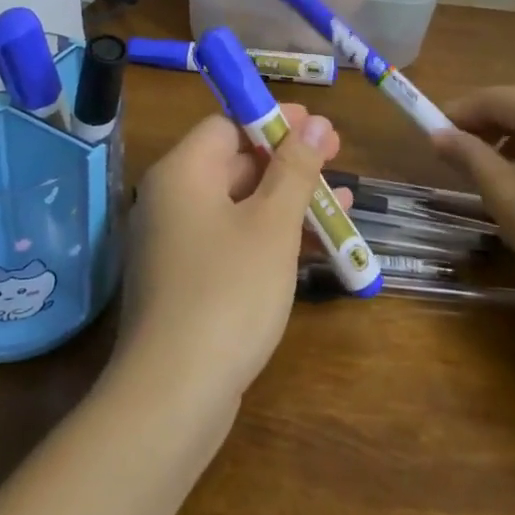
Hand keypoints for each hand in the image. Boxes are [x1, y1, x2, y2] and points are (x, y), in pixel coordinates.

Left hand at [116, 104, 346, 413]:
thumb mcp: (272, 224)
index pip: (227, 124)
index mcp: (183, 172)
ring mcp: (176, 242)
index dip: (275, 121)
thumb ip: (296, 169)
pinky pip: (232, 239)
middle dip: (289, 162)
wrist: (174, 393)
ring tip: (343, 202)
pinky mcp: (186, 280)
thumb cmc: (228, 291)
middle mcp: (172, 199)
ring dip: (288, 201)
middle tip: (337, 160)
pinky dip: (270, 235)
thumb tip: (316, 122)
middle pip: (234, 162)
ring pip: (239, 204)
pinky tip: (316, 246)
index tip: (319, 128)